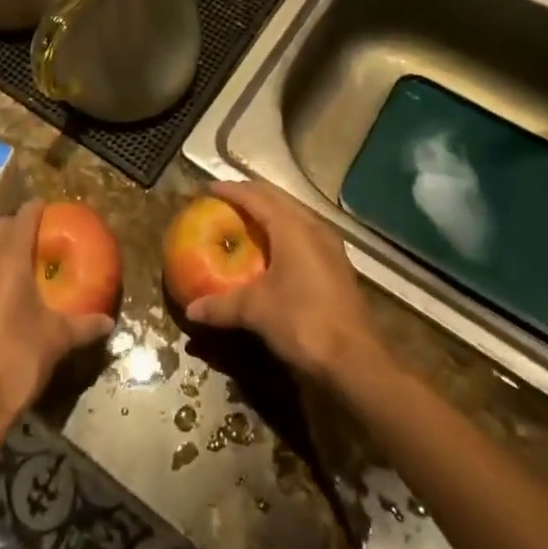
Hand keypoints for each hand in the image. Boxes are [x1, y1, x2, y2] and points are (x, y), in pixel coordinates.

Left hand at [0, 201, 115, 426]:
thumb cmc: (17, 360)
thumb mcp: (57, 340)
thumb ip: (84, 325)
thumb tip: (109, 321)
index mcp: (8, 261)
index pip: (22, 218)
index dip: (37, 209)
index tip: (51, 208)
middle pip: (0, 228)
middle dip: (19, 224)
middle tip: (42, 234)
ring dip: (2, 246)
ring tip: (27, 260)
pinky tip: (8, 289)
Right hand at [182, 181, 381, 383]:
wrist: (355, 360)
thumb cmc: (303, 321)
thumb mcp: (256, 310)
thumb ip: (221, 305)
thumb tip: (191, 310)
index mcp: (291, 226)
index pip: (255, 196)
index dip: (230, 190)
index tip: (207, 188)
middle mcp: (312, 226)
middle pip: (276, 198)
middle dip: (250, 195)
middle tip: (224, 200)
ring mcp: (329, 245)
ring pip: (293, 214)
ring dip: (269, 211)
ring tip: (246, 220)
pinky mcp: (336, 264)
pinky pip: (304, 232)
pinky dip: (283, 231)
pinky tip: (273, 250)